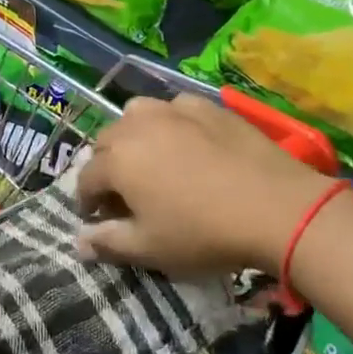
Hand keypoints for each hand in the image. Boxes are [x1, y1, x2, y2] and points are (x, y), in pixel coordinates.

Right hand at [75, 94, 339, 278]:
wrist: (275, 206)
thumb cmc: (203, 233)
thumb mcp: (150, 248)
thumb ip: (108, 242)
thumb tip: (77, 242)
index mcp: (117, 160)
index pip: (85, 178)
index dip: (87, 201)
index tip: (98, 219)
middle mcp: (137, 125)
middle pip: (106, 141)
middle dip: (107, 166)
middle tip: (126, 194)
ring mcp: (173, 109)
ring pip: (137, 115)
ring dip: (134, 136)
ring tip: (152, 160)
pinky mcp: (206, 105)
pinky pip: (174, 108)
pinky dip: (171, 123)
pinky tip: (188, 142)